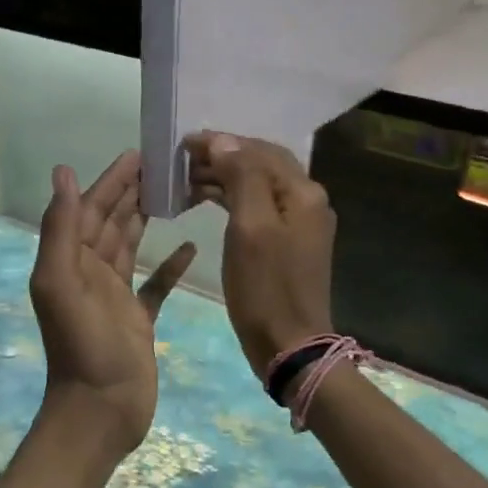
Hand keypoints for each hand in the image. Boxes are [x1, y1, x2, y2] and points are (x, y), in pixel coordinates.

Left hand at [30, 152, 196, 459]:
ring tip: (176, 195)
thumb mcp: (63, 283)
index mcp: (69, 262)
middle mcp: (89, 273)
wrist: (101, 411)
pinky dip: (170, 266)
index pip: (89, 209)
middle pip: (111, 222)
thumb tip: (63, 173)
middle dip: (132, 192)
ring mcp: (114, 297)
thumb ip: (61, 229)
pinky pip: (154, 284)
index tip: (139, 154)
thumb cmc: (85, 347)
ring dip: (147, 219)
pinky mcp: (137, 319)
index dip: (111, 180)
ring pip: (130, 246)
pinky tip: (191, 247)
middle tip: (166, 166)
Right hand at [183, 133, 335, 380]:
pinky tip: (207, 200)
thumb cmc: (266, 288)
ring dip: (224, 177)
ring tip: (186, 180)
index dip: (221, 143)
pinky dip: (232, 199)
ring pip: (258, 185)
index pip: (258, 150)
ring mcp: (300, 222)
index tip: (183, 144)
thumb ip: (241, 178)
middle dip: (222, 156)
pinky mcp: (289, 242)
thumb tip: (223, 142)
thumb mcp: (250, 228)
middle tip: (181, 161)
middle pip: (261, 164)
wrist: (290, 345)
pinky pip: (258, 206)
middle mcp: (307, 200)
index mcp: (302, 192)